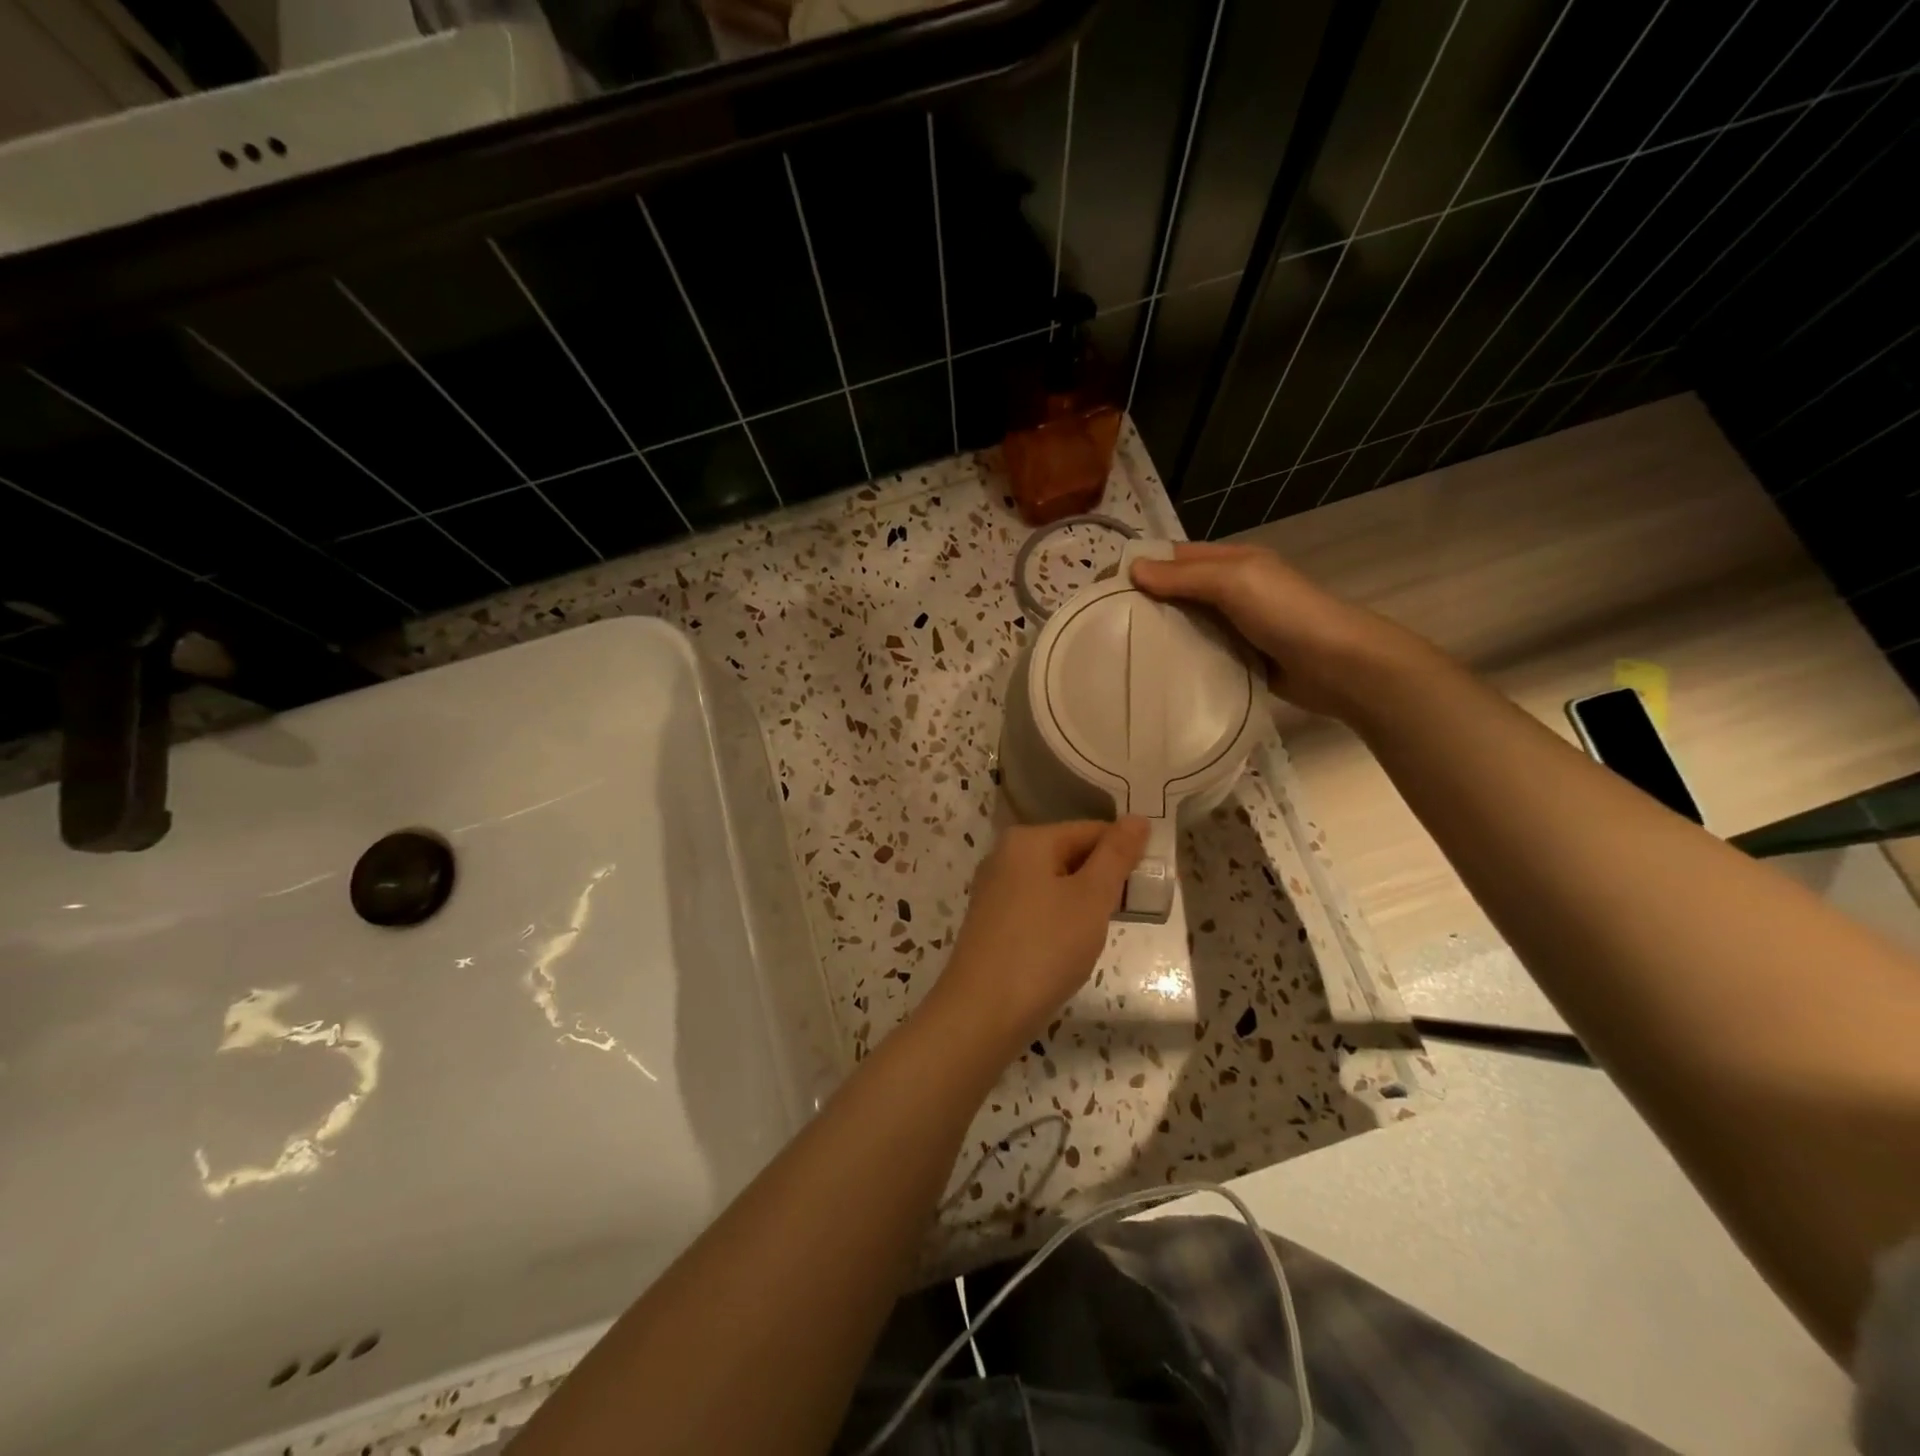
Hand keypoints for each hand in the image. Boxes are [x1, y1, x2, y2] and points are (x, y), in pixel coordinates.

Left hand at [927, 818, 1149, 1053]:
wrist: (983, 1013)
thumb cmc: (1044, 947)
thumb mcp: (1091, 897)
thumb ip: (1116, 855)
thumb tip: (1138, 818)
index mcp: (1027, 840)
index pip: (1091, 830)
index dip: (1125, 853)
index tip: (1150, 884)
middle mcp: (1004, 856)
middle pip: (1071, 854)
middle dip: (1104, 879)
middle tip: (1131, 911)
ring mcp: (994, 890)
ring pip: (1055, 883)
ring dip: (1084, 902)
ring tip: (1103, 931)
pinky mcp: (991, 922)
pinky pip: (1037, 907)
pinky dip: (1060, 920)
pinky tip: (1071, 947)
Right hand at [1130, 541, 1421, 718]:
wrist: (1339, 666)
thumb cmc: (1287, 613)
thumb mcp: (1235, 581)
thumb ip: (1185, 577)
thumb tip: (1133, 568)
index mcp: (1231, 563)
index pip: (1175, 558)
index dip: (1140, 567)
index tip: (1101, 589)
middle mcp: (1231, 591)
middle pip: (1177, 593)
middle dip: (1144, 604)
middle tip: (1103, 627)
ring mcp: (1236, 628)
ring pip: (1186, 626)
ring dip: (1160, 636)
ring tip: (1119, 653)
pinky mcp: (1239, 660)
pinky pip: (1200, 655)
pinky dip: (1180, 661)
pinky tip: (1155, 675)